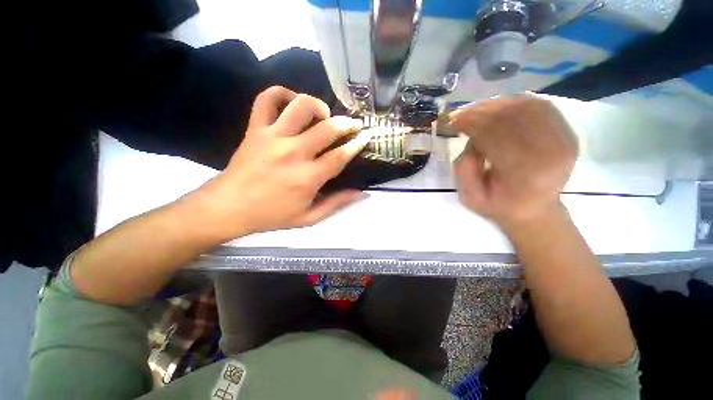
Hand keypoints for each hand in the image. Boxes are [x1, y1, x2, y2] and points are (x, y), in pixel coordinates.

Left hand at [190, 86, 371, 240]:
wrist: (229, 207)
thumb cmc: (272, 215)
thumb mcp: (309, 218)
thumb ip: (337, 203)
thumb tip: (361, 193)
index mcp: (308, 178)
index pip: (340, 156)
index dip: (357, 144)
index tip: (366, 136)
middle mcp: (293, 153)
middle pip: (327, 128)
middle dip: (347, 123)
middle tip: (354, 124)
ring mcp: (272, 137)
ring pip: (301, 106)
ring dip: (318, 106)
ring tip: (324, 115)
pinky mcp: (255, 129)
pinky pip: (267, 99)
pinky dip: (282, 93)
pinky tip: (293, 102)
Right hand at [450, 95, 577, 230]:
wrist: (535, 210)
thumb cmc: (499, 206)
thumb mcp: (471, 198)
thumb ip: (466, 170)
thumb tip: (471, 139)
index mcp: (525, 175)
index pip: (496, 137)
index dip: (471, 124)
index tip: (452, 121)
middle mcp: (551, 154)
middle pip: (512, 118)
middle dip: (480, 111)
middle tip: (459, 113)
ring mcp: (564, 141)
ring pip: (527, 108)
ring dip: (495, 105)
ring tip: (474, 110)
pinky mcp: (567, 133)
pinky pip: (540, 107)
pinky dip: (515, 102)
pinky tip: (497, 107)